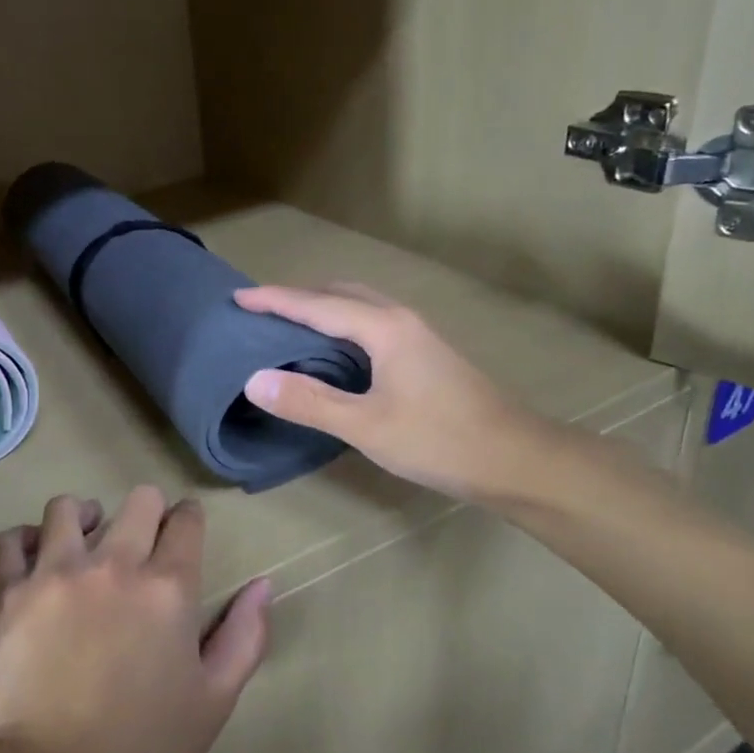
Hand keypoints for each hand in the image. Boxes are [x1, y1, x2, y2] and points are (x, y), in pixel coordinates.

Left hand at [0, 488, 272, 752]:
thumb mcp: (212, 703)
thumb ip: (243, 638)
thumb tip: (262, 586)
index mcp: (167, 588)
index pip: (186, 522)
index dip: (189, 518)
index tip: (185, 527)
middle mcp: (113, 565)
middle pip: (137, 502)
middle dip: (148, 510)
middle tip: (142, 538)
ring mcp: (53, 574)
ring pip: (67, 509)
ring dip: (83, 516)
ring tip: (83, 539)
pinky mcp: (6, 594)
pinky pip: (9, 541)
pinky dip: (22, 541)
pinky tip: (31, 557)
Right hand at [235, 283, 557, 505]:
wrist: (515, 458)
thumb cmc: (439, 440)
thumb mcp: (366, 426)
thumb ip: (309, 401)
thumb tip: (254, 379)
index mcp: (383, 328)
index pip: (316, 305)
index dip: (275, 299)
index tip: (238, 296)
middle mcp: (400, 320)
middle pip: (340, 294)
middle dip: (297, 297)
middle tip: (260, 311)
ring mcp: (417, 335)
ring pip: (359, 307)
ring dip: (321, 308)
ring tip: (288, 325)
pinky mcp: (424, 354)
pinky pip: (371, 323)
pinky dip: (341, 325)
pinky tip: (333, 352)